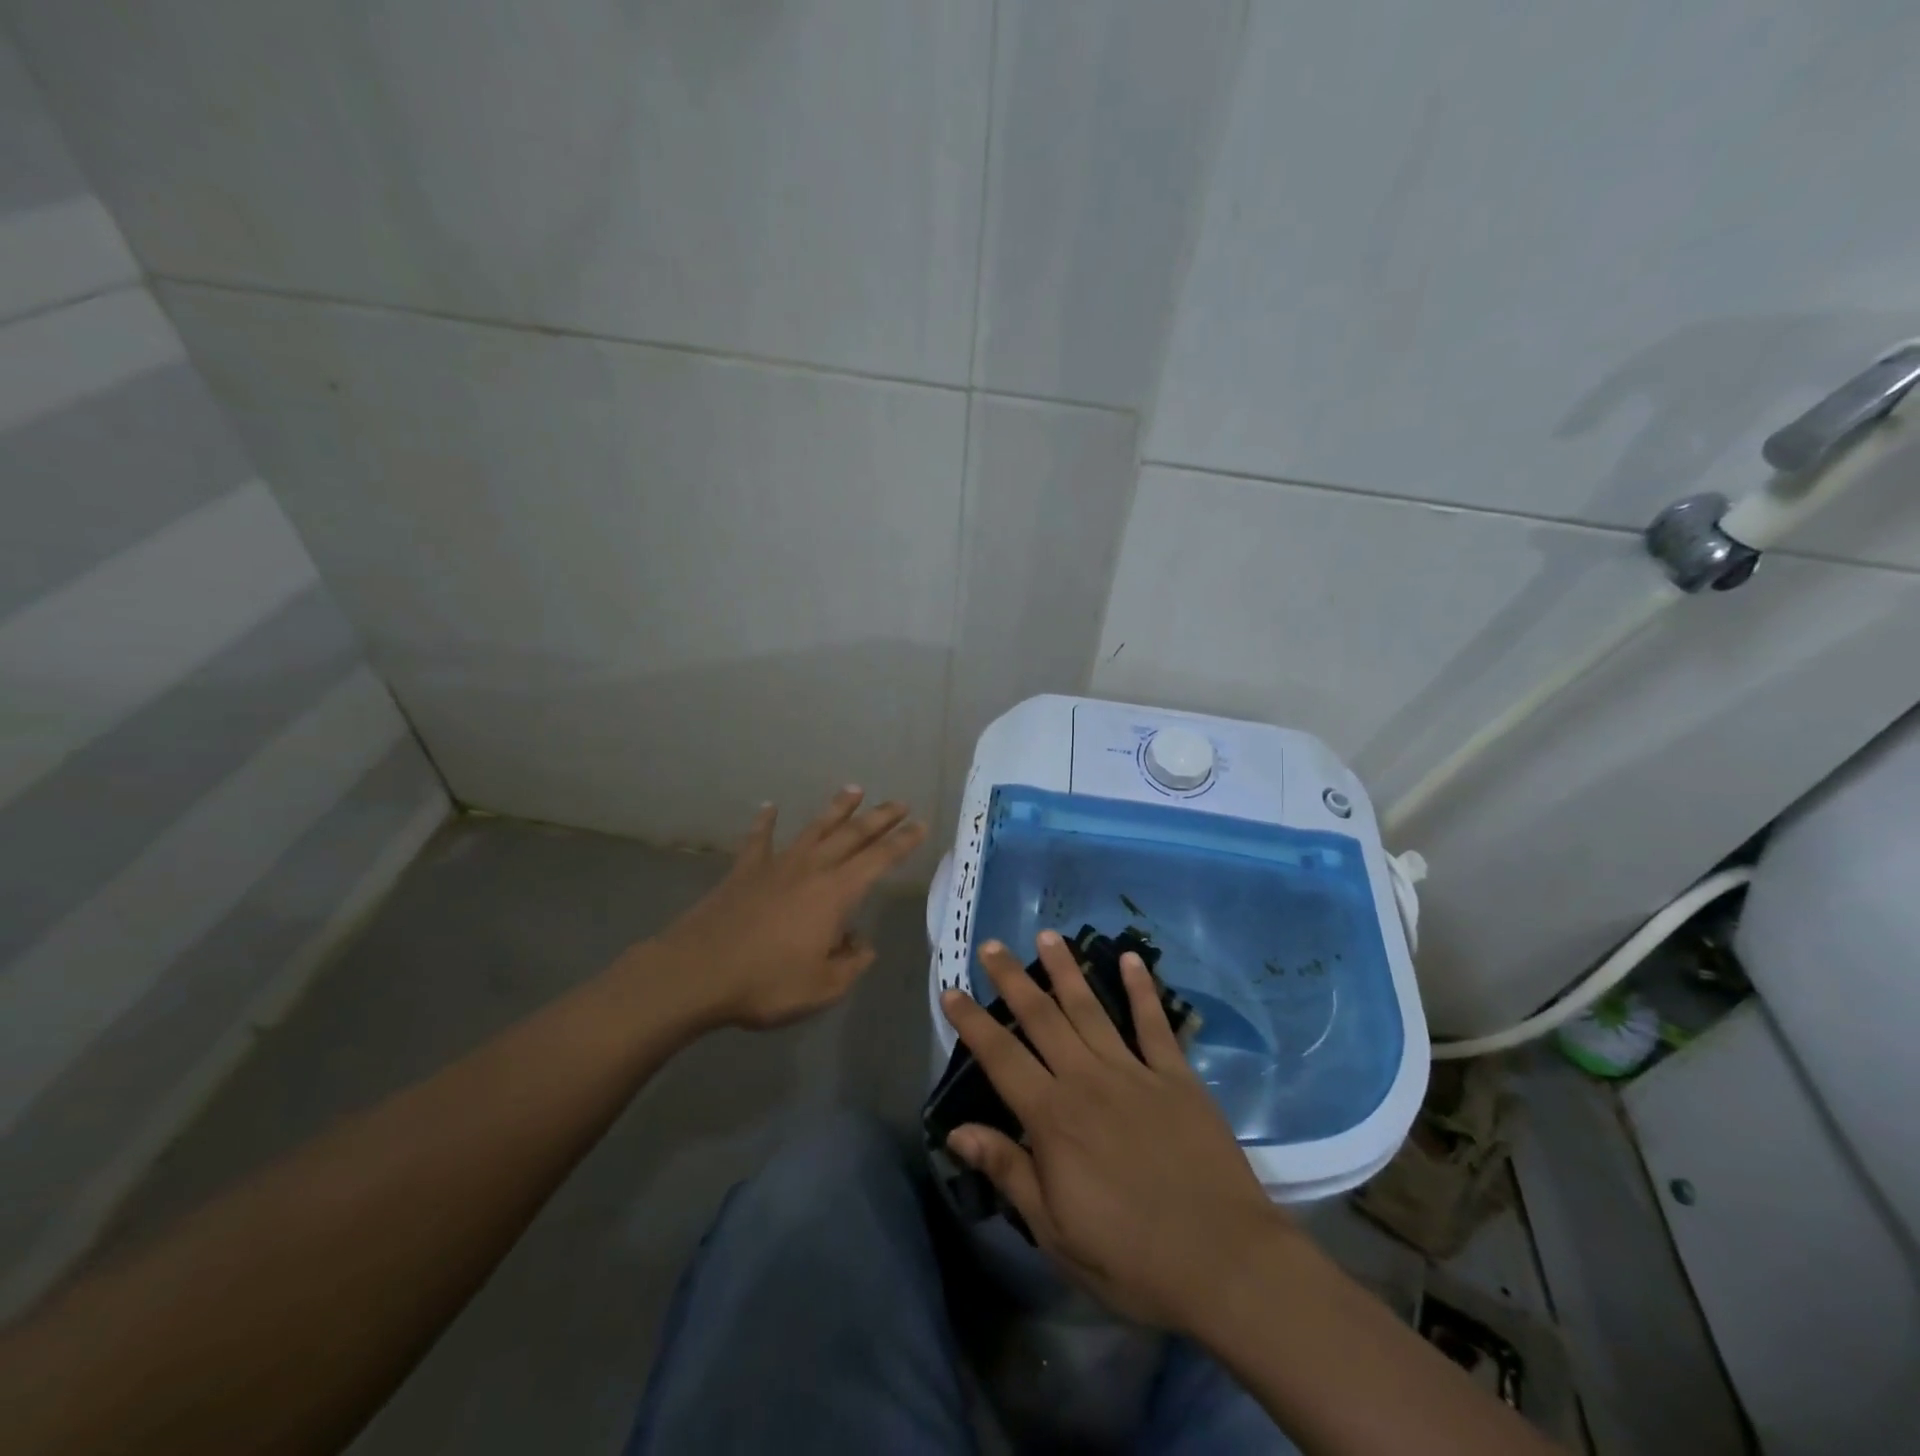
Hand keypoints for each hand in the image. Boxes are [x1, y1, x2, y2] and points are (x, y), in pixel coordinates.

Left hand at [645, 788, 926, 1029]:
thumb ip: (851, 963)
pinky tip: (769, 807)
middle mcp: (811, 869)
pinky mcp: (744, 871)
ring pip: (813, 828)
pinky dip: (765, 822)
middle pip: (853, 835)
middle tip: (899, 803)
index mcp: (836, 893)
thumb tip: (860, 943)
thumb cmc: (766, 982)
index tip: (921, 825)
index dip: (904, 842)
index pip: (879, 859)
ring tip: (854, 789)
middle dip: (880, 817)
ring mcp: (776, 865)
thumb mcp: (823, 987)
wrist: (697, 973)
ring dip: (836, 809)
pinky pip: (759, 840)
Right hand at [940, 932, 1297, 1332]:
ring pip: (1090, 1008)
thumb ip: (1008, 1170)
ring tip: (1047, 936)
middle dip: (1013, 979)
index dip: (972, 1023)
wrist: (1223, 1261)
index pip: (1000, 1058)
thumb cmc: (1130, 1256)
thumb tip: (957, 1131)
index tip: (951, 990)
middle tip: (993, 946)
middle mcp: (1087, 1079)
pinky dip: (1141, 989)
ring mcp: (1134, 1072)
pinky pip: (1154, 1023)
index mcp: (1053, 1117)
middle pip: (1042, 1018)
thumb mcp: (1054, 1230)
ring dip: (1066, 970)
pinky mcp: (1176, 1076)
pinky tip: (1130, 959)